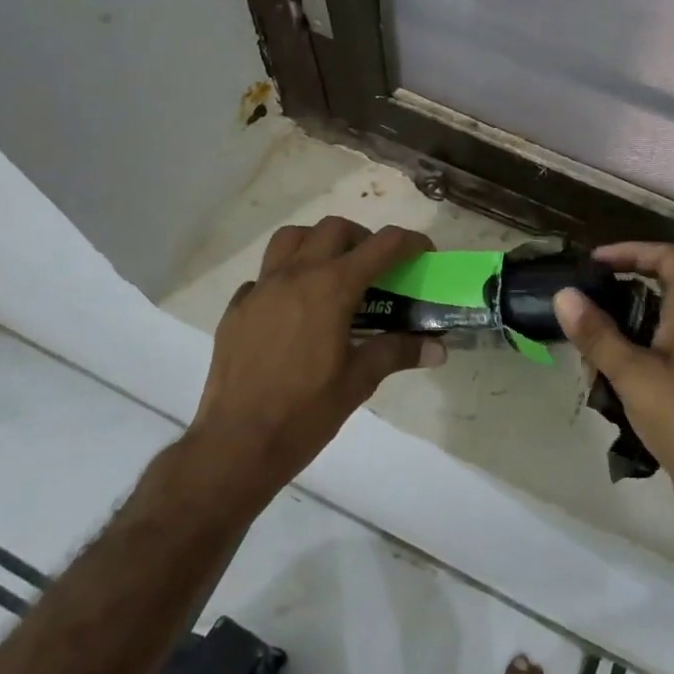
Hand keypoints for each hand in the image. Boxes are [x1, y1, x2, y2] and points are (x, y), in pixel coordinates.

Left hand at [185, 217, 440, 505]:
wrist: (236, 444)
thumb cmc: (304, 412)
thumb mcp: (358, 381)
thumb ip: (397, 352)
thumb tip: (438, 348)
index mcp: (331, 288)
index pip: (382, 245)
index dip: (410, 242)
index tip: (423, 253)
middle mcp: (295, 275)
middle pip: (334, 228)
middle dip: (362, 238)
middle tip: (375, 268)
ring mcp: (260, 288)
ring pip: (291, 238)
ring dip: (318, 243)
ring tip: (331, 273)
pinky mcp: (237, 308)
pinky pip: (264, 275)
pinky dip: (284, 278)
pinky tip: (292, 310)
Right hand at [554, 244, 673, 578]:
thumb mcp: (636, 375)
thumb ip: (598, 335)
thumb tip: (564, 295)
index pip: (669, 259)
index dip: (633, 251)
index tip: (595, 264)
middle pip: (656, 294)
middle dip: (615, 298)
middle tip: (578, 312)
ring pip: (649, 334)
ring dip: (616, 339)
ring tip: (583, 358)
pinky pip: (651, 367)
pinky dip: (625, 370)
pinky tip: (602, 393)